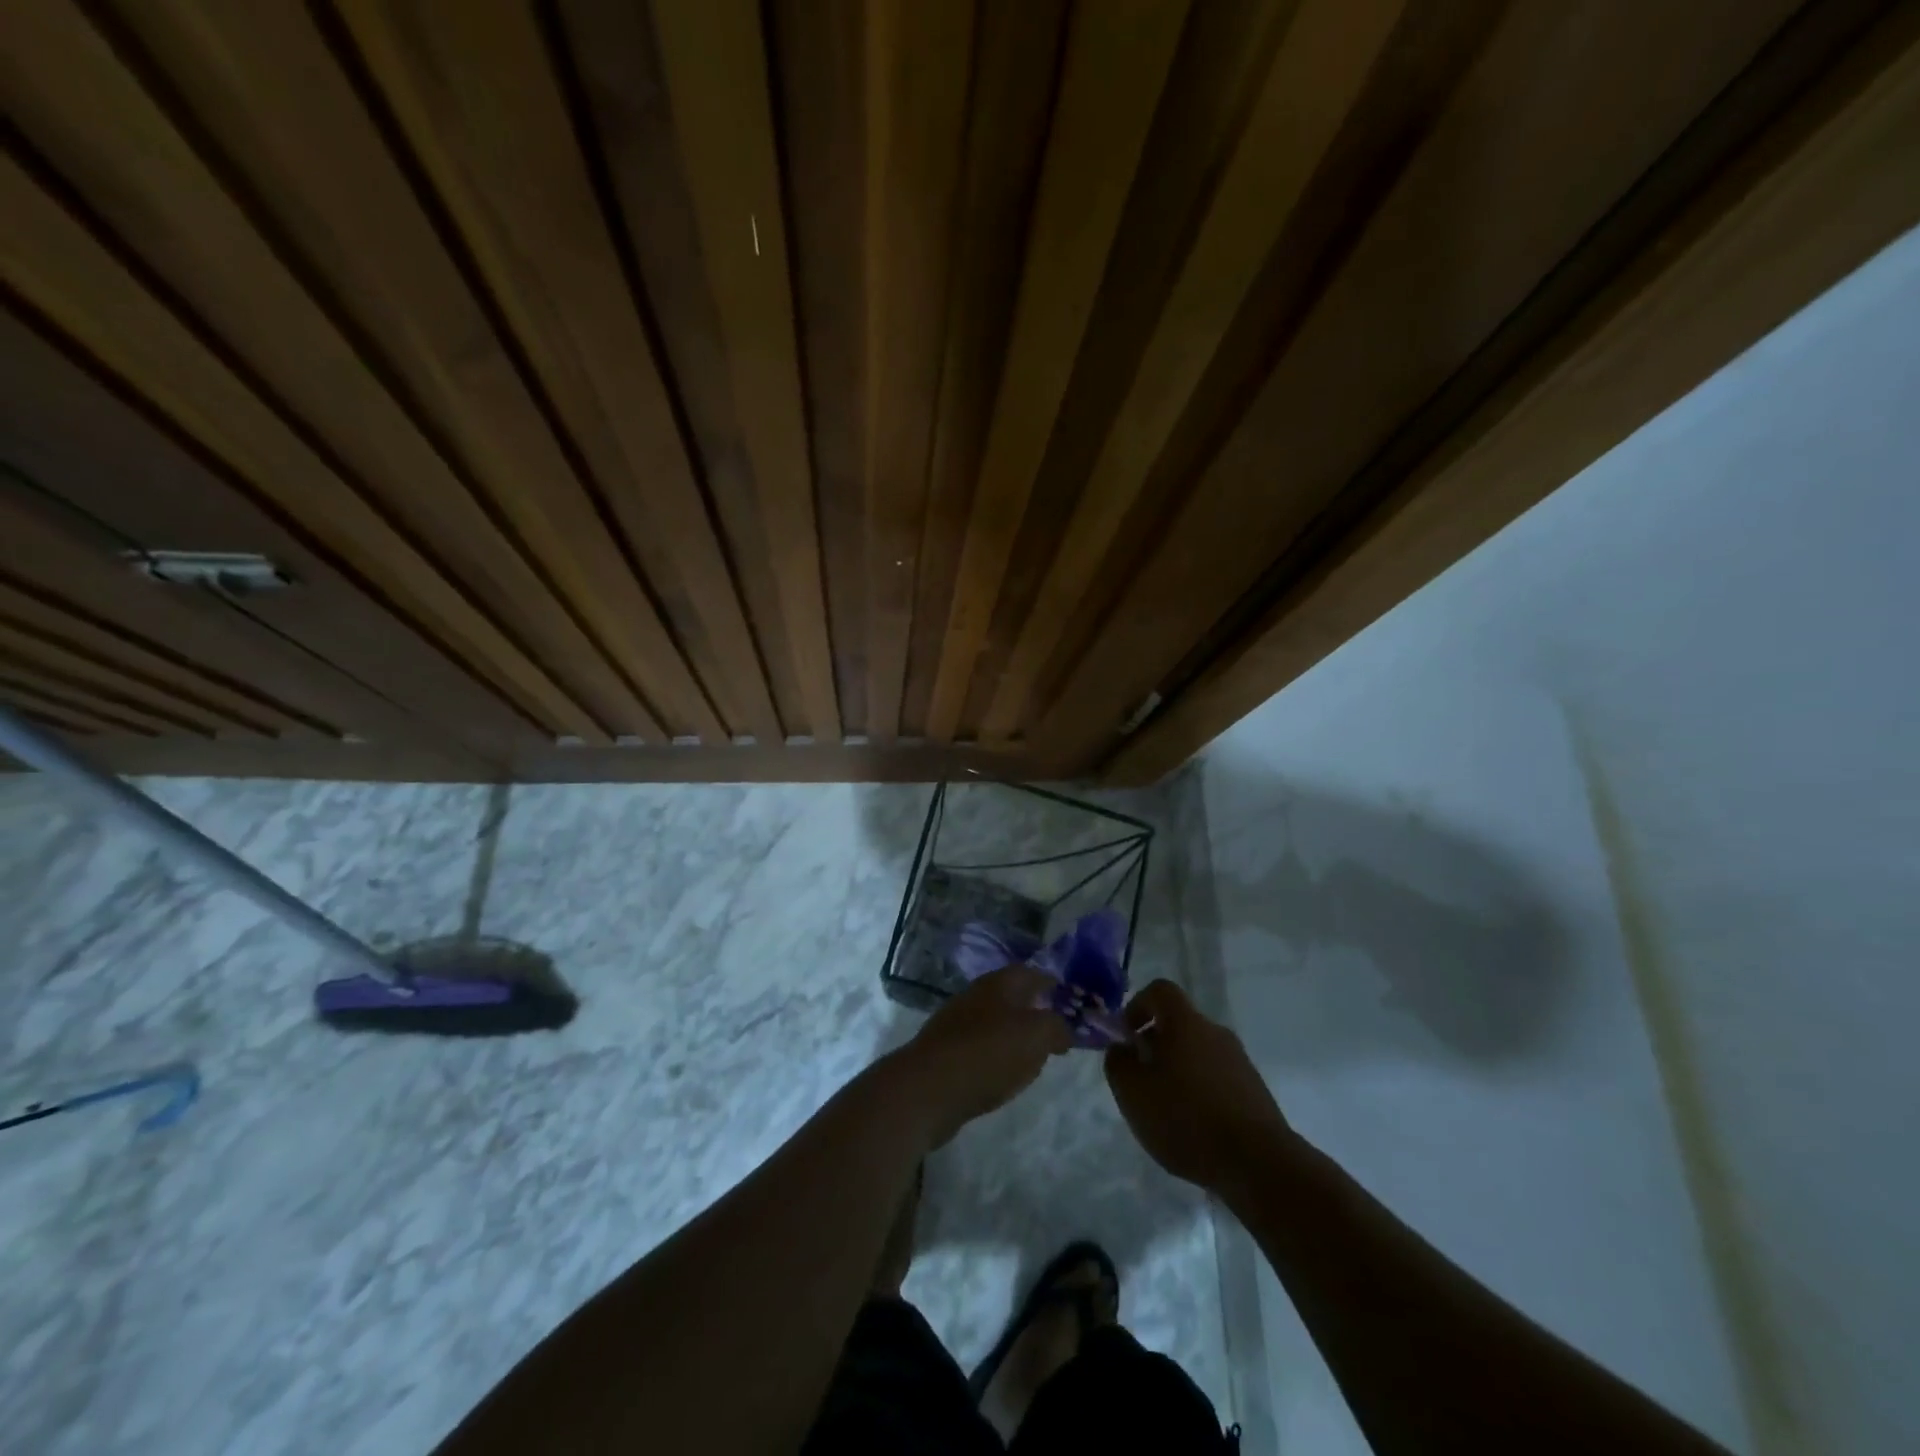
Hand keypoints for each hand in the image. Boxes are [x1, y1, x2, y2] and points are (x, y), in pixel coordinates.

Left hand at [888, 966, 1071, 1145]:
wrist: (928, 1087)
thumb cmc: (988, 1052)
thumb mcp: (1036, 1036)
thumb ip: (1056, 1027)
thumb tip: (1062, 1029)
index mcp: (999, 983)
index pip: (1030, 973)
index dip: (1051, 983)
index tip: (1070, 999)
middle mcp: (976, 995)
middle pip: (1011, 996)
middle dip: (1033, 1010)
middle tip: (1055, 1031)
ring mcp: (956, 1023)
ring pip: (994, 1022)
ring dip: (1014, 1034)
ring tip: (1034, 1056)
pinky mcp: (945, 1051)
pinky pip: (979, 1048)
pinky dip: (996, 1056)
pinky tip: (1003, 1074)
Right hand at [1103, 980, 1290, 1194]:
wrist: (1259, 1164)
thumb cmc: (1186, 1118)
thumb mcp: (1133, 1092)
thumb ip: (1118, 1063)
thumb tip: (1122, 1049)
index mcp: (1186, 1023)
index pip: (1160, 991)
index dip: (1138, 1005)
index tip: (1127, 1036)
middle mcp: (1216, 1033)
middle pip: (1179, 1025)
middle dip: (1156, 1046)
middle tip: (1141, 1081)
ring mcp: (1240, 1062)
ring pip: (1198, 1054)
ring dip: (1178, 1072)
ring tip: (1167, 1110)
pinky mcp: (1255, 1092)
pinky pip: (1217, 1079)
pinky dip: (1200, 1093)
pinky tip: (1194, 1128)